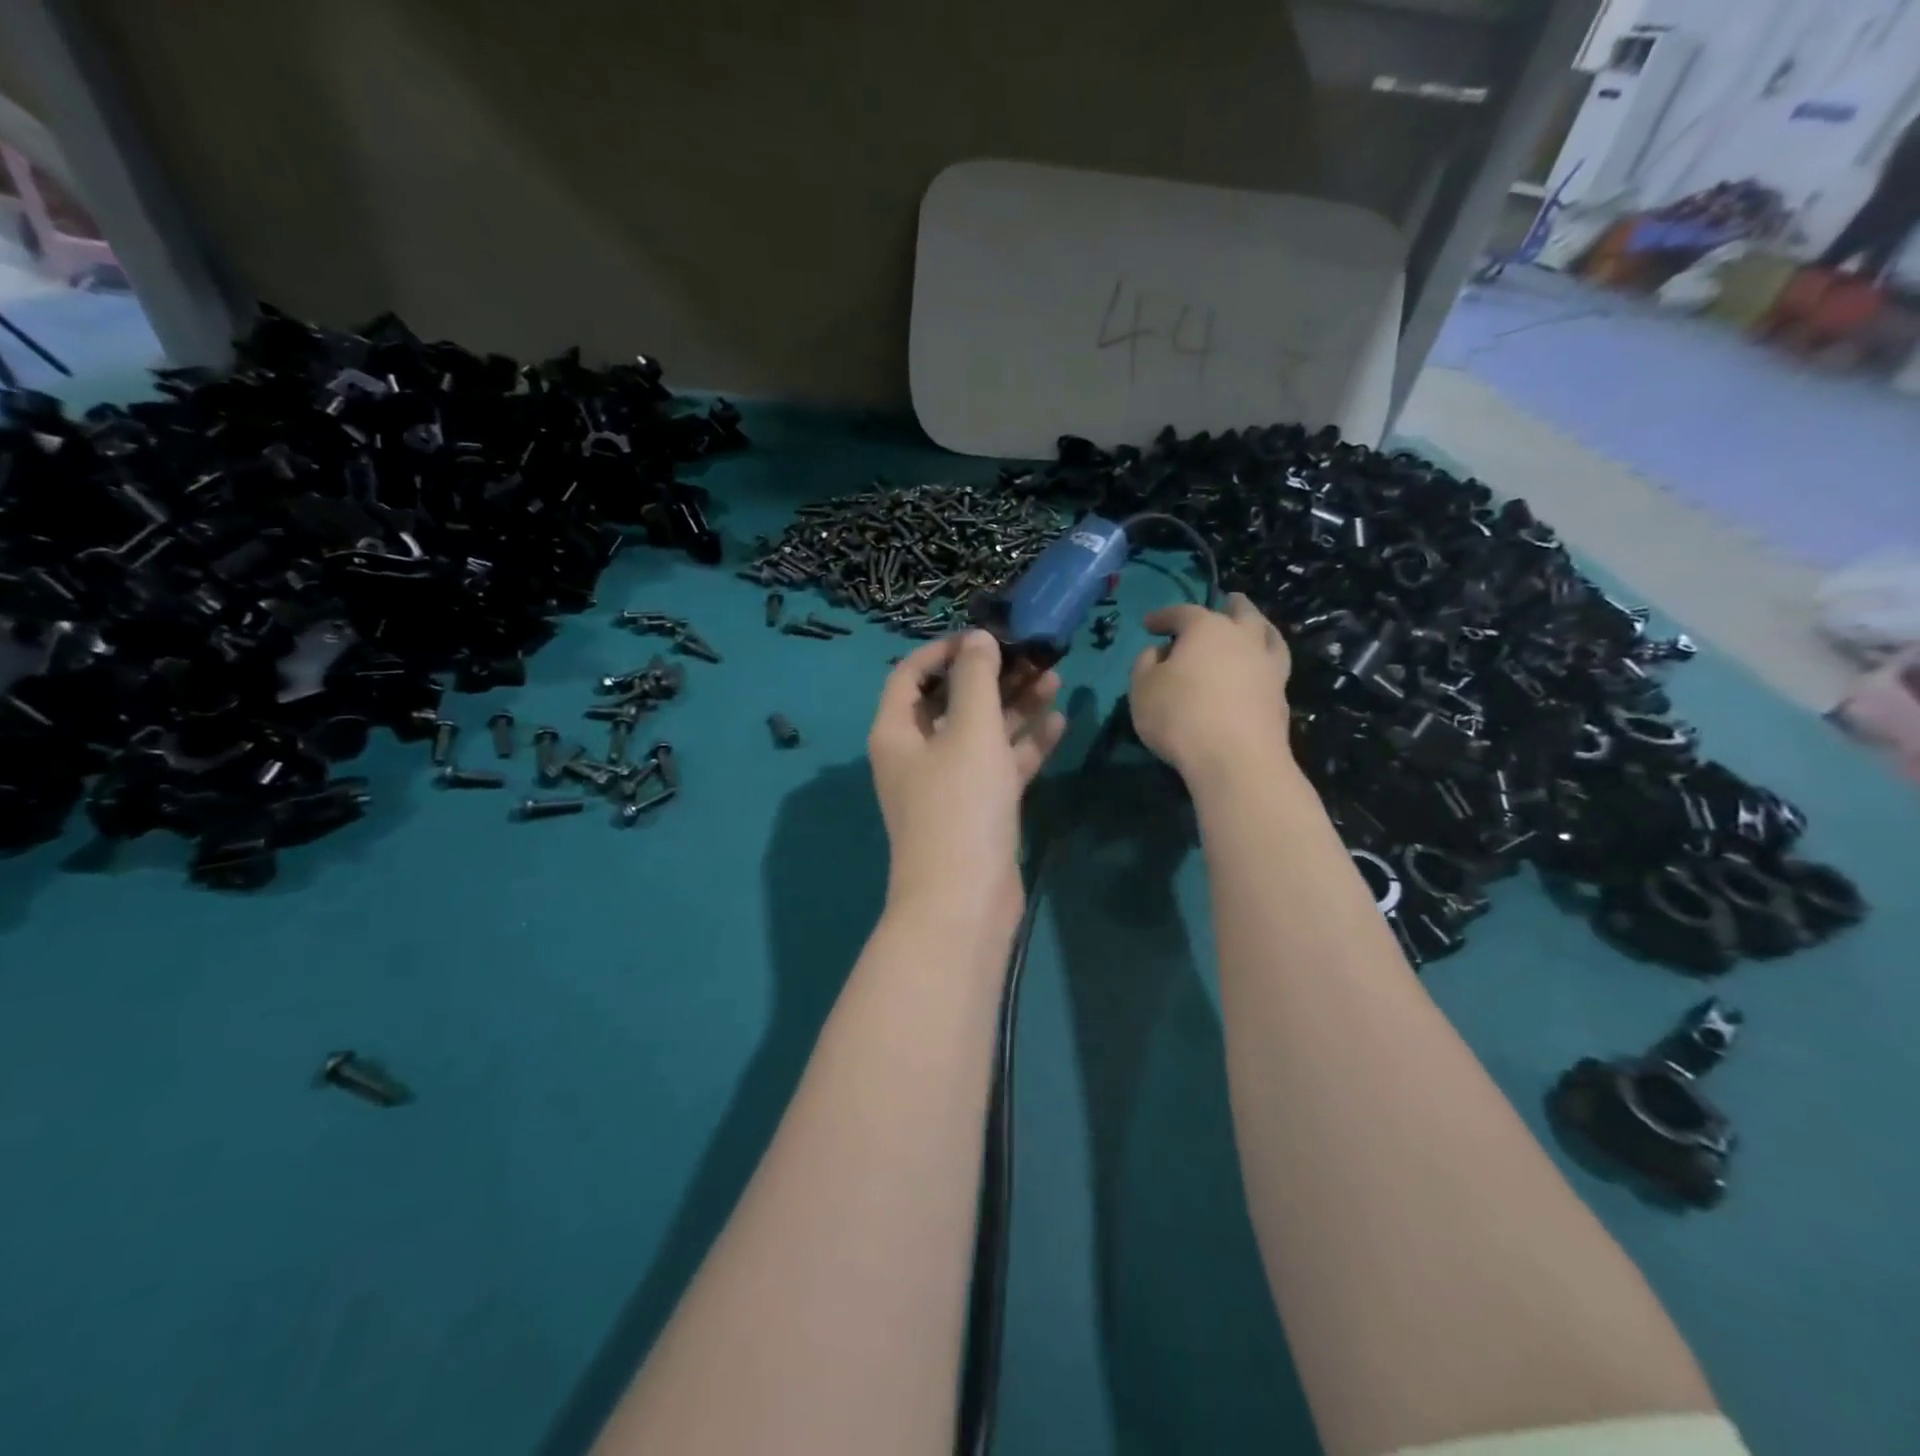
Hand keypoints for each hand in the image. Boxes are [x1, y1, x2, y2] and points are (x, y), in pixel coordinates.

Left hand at [868, 631, 1066, 931]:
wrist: (965, 900)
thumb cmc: (959, 804)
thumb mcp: (969, 730)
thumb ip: (975, 679)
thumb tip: (977, 638)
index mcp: (897, 732)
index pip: (910, 675)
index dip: (943, 650)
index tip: (984, 635)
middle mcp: (917, 754)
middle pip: (951, 702)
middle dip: (990, 677)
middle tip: (1031, 654)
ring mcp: (948, 784)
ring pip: (981, 733)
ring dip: (1014, 706)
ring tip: (1054, 676)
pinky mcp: (978, 808)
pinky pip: (1000, 765)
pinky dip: (1025, 744)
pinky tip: (1058, 720)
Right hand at [1130, 594, 1292, 779]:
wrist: (1236, 760)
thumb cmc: (1180, 717)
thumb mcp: (1142, 688)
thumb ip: (1145, 663)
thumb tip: (1159, 652)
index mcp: (1206, 629)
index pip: (1182, 612)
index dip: (1163, 616)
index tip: (1149, 624)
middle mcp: (1243, 638)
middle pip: (1240, 611)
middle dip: (1228, 605)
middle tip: (1224, 603)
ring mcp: (1268, 666)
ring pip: (1268, 634)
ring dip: (1258, 626)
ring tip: (1253, 628)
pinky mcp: (1282, 696)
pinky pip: (1273, 666)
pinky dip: (1263, 660)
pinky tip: (1256, 670)